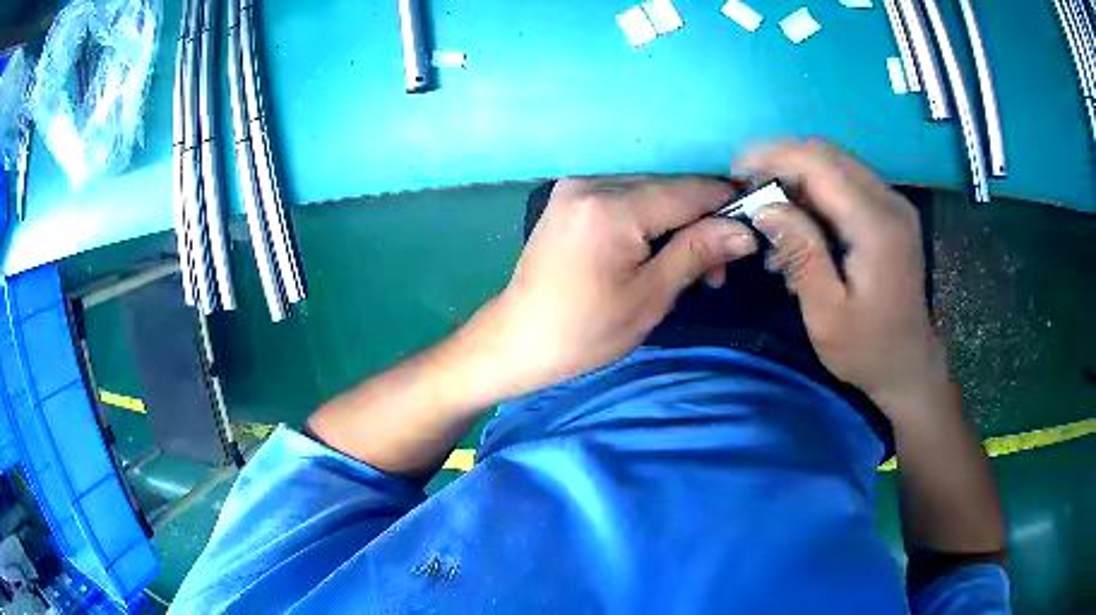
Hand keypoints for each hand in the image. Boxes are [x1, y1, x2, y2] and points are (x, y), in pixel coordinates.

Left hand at [479, 176, 757, 393]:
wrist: (517, 339)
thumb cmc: (584, 331)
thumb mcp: (650, 297)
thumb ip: (698, 253)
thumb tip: (745, 230)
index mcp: (611, 208)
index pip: (689, 190)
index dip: (727, 205)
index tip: (754, 227)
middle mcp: (592, 182)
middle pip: (670, 188)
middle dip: (702, 221)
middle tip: (718, 268)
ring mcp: (576, 186)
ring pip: (650, 191)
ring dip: (678, 222)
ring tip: (692, 267)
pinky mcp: (570, 197)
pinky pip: (626, 197)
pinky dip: (650, 220)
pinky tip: (659, 250)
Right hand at [737, 140, 949, 415]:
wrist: (909, 366)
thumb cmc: (866, 350)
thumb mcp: (826, 314)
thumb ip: (800, 254)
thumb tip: (764, 207)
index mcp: (876, 226)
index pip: (819, 165)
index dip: (774, 157)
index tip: (736, 170)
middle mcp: (890, 202)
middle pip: (828, 154)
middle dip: (782, 161)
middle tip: (749, 188)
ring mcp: (894, 204)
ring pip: (837, 163)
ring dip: (798, 173)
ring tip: (769, 204)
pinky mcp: (891, 212)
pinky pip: (847, 181)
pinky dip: (817, 188)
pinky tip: (800, 217)